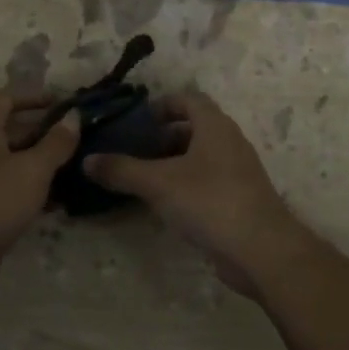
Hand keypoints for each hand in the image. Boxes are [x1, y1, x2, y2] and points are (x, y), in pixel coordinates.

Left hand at [0, 90, 78, 308]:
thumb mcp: (31, 170)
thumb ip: (56, 143)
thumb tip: (74, 116)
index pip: (6, 98)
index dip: (34, 96)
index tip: (63, 103)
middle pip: (11, 130)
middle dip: (44, 132)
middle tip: (78, 138)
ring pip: (13, 163)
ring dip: (41, 163)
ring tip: (76, 168)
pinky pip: (9, 190)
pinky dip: (32, 190)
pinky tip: (59, 202)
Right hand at [84, 92, 311, 296]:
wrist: (262, 250)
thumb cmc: (210, 201)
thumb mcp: (159, 183)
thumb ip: (122, 170)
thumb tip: (86, 160)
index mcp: (214, 125)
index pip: (187, 99)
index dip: (161, 105)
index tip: (135, 122)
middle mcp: (228, 141)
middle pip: (192, 127)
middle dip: (161, 137)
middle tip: (131, 151)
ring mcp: (237, 171)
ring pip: (199, 156)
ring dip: (171, 163)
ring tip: (140, 178)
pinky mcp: (238, 198)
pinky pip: (206, 181)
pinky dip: (184, 185)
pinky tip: (163, 205)